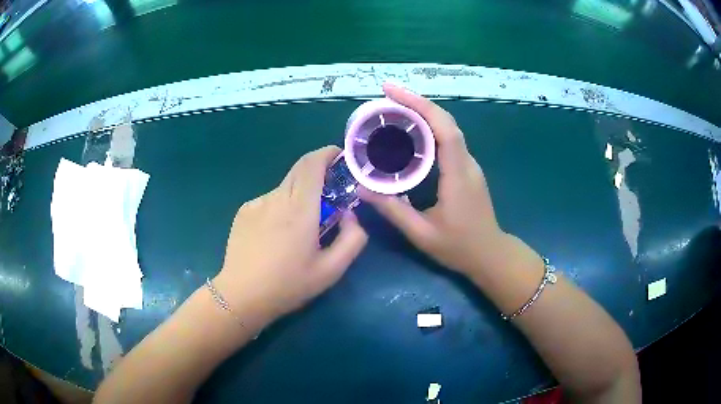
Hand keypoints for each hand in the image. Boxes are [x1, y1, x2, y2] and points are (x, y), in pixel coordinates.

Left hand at [215, 146, 367, 319]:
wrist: (242, 296)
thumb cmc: (288, 285)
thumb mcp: (331, 271)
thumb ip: (352, 239)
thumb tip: (350, 215)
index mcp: (300, 210)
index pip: (312, 164)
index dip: (327, 153)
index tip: (338, 156)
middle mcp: (276, 198)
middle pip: (299, 170)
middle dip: (317, 174)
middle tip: (327, 198)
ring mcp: (256, 203)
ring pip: (284, 188)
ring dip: (298, 197)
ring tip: (297, 230)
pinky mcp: (244, 211)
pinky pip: (269, 200)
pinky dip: (280, 208)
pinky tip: (275, 236)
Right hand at [361, 83, 506, 278]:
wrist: (490, 254)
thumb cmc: (459, 247)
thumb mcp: (422, 234)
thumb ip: (393, 210)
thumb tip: (362, 189)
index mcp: (458, 175)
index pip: (444, 129)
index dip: (420, 105)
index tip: (392, 92)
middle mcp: (467, 163)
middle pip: (445, 122)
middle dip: (417, 103)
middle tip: (386, 96)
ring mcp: (469, 165)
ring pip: (448, 128)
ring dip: (423, 112)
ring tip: (394, 108)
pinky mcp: (466, 169)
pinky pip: (448, 140)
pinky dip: (429, 127)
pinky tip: (410, 131)